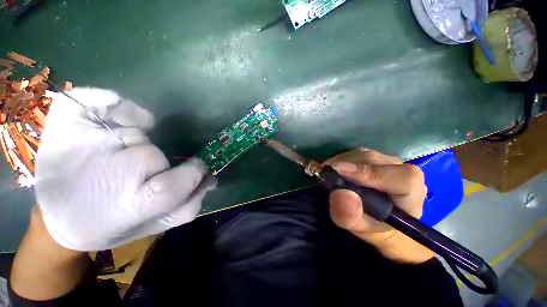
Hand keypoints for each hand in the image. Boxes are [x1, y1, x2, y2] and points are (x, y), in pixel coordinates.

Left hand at [36, 88, 213, 250]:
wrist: (56, 217)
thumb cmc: (110, 225)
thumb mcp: (155, 225)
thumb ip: (189, 204)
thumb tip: (210, 178)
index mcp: (132, 204)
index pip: (181, 180)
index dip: (193, 172)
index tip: (193, 169)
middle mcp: (111, 172)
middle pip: (154, 155)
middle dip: (156, 164)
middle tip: (136, 176)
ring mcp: (86, 141)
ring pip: (136, 133)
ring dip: (136, 144)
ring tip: (114, 159)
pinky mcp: (67, 119)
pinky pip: (107, 100)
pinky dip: (120, 105)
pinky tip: (117, 120)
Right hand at [324, 148, 432, 263]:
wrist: (382, 219)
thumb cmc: (376, 227)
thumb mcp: (362, 229)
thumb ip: (351, 216)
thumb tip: (340, 194)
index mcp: (411, 190)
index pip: (398, 176)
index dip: (368, 173)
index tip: (339, 172)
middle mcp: (401, 168)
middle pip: (371, 161)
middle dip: (344, 167)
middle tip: (325, 176)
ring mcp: (386, 159)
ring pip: (359, 154)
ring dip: (339, 163)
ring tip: (328, 175)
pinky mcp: (372, 156)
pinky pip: (353, 153)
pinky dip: (338, 160)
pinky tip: (333, 171)